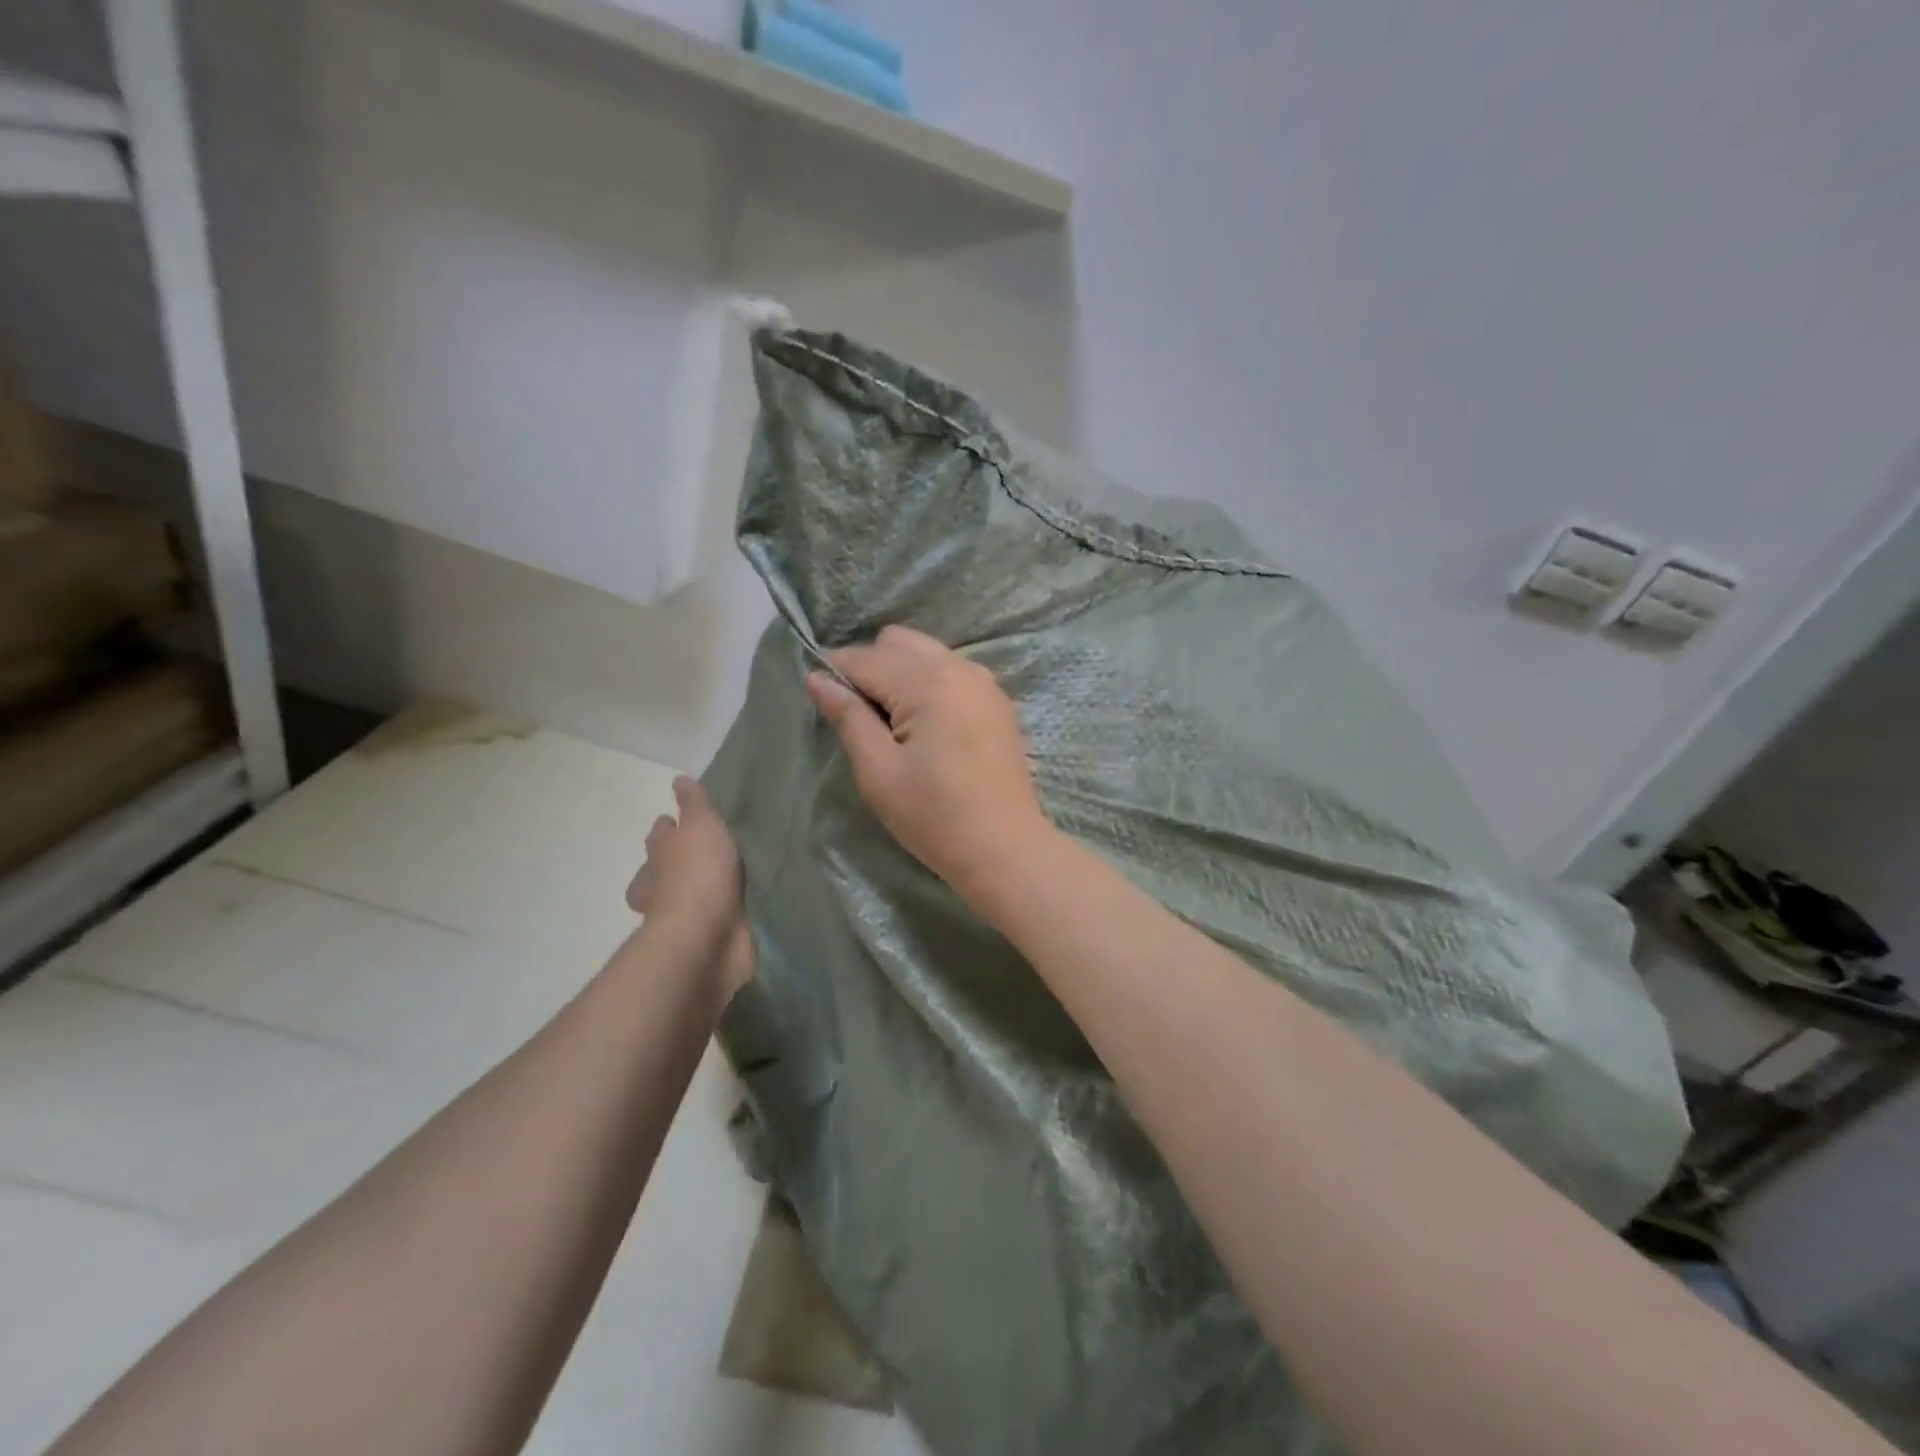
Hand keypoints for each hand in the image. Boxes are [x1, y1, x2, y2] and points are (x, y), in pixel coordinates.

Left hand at [626, 778, 755, 1000]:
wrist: (708, 937)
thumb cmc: (700, 874)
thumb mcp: (701, 826)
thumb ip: (694, 804)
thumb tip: (678, 779)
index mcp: (660, 854)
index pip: (660, 833)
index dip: (669, 826)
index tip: (680, 821)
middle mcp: (662, 884)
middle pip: (662, 867)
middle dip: (675, 861)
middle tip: (702, 853)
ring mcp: (679, 915)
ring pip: (682, 896)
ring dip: (696, 890)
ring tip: (723, 882)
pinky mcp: (702, 938)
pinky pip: (709, 920)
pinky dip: (717, 914)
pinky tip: (736, 908)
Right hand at [806, 625, 1051, 899]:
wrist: (1004, 849)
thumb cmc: (933, 816)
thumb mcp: (879, 771)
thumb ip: (848, 717)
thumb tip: (816, 678)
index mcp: (927, 684)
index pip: (866, 659)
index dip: (834, 671)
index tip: (817, 694)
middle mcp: (958, 669)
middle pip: (898, 642)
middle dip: (869, 664)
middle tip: (857, 712)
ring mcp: (983, 682)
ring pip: (926, 651)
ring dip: (899, 670)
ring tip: (888, 718)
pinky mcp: (996, 701)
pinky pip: (951, 669)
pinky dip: (927, 680)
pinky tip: (922, 721)